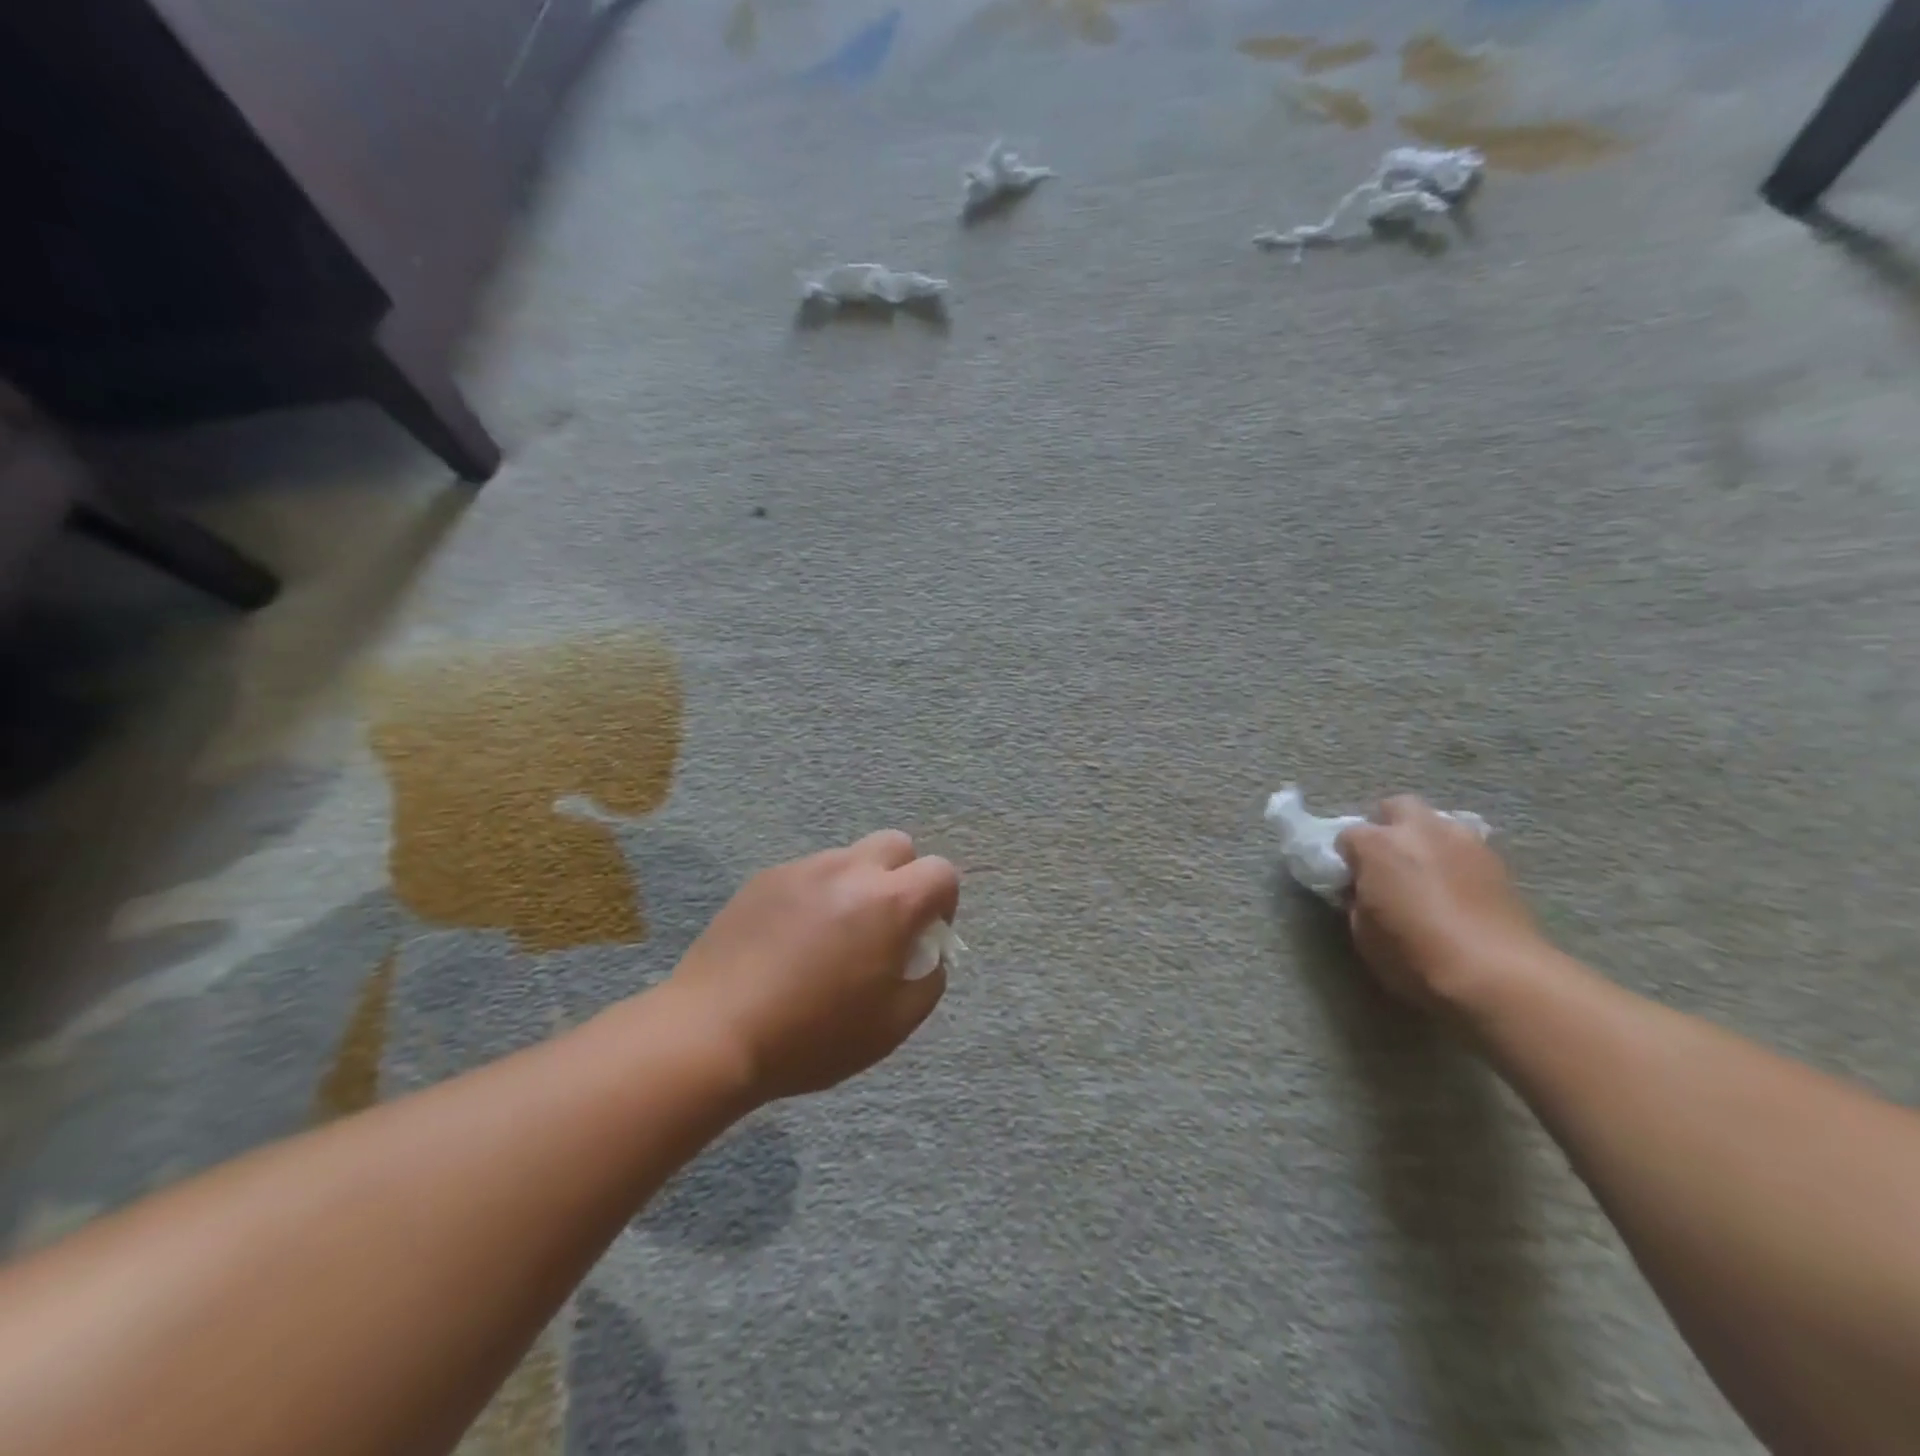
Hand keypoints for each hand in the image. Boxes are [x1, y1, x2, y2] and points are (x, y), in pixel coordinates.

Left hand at [662, 831, 959, 1102]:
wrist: (713, 1032)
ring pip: (849, 858)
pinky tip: (790, 942)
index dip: (944, 902)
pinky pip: (808, 875)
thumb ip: (928, 981)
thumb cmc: (813, 1037)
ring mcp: (803, 869)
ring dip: (857, 887)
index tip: (924, 937)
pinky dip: (815, 896)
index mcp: (889, 902)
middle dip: (904, 878)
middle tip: (884, 925)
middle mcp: (849, 870)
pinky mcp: (764, 878)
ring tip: (830, 939)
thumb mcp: (893, 1026)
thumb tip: (928, 955)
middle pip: (897, 845)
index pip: (942, 871)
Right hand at [1336, 798, 1547, 1012]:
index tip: (1351, 881)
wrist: (1498, 976)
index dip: (1347, 858)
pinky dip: (1456, 860)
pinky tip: (1456, 888)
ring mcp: (1464, 842)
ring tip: (1426, 873)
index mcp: (1378, 844)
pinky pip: (1467, 848)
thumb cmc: (1414, 955)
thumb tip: (1363, 890)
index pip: (1348, 836)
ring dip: (1426, 840)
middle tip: (1387, 861)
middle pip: (1397, 807)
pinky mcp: (1499, 862)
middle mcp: (1420, 831)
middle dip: (1388, 826)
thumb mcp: (1363, 932)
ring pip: (1438, 822)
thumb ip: (1357, 900)